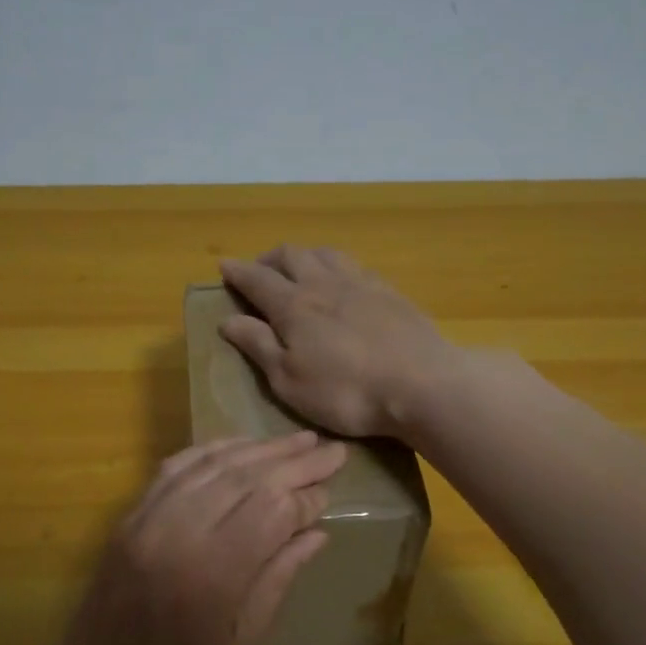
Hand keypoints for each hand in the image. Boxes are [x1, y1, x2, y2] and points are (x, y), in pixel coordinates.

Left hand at [52, 432, 346, 644]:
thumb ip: (278, 577)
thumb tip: (316, 531)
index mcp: (213, 575)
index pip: (272, 510)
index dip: (306, 497)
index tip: (332, 492)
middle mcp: (179, 533)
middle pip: (246, 478)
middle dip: (293, 460)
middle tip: (331, 448)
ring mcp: (148, 519)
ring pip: (211, 465)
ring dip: (257, 449)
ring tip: (297, 440)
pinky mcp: (129, 517)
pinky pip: (174, 469)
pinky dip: (211, 452)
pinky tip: (239, 447)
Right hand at [218, 246, 463, 439]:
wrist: (422, 384)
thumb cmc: (346, 391)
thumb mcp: (289, 380)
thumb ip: (258, 345)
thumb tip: (228, 319)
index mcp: (294, 306)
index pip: (257, 279)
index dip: (238, 272)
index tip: (223, 266)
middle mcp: (324, 284)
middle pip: (291, 255)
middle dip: (268, 258)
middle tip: (259, 270)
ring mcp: (361, 283)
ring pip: (325, 253)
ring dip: (304, 255)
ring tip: (299, 268)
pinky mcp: (390, 292)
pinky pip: (354, 265)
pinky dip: (336, 265)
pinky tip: (343, 280)